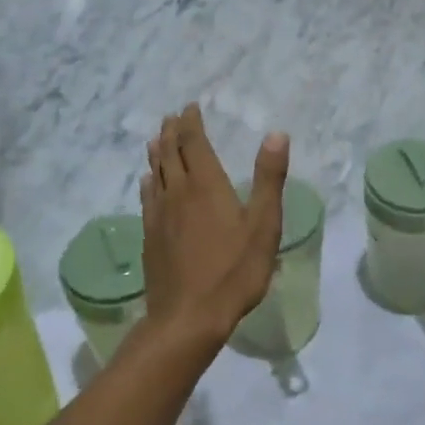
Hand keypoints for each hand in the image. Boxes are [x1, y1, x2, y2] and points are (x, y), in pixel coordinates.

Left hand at [141, 105, 289, 349]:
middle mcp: (177, 193)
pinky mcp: (150, 237)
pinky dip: (148, 182)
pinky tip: (147, 182)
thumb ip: (269, 178)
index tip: (190, 107)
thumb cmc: (233, 270)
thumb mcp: (263, 224)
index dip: (191, 123)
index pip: (193, 143)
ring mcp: (159, 216)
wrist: (188, 317)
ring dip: (157, 152)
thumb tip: (276, 134)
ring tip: (155, 138)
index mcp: (205, 185)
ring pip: (156, 174)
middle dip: (172, 132)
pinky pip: (147, 199)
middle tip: (172, 117)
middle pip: (170, 154)